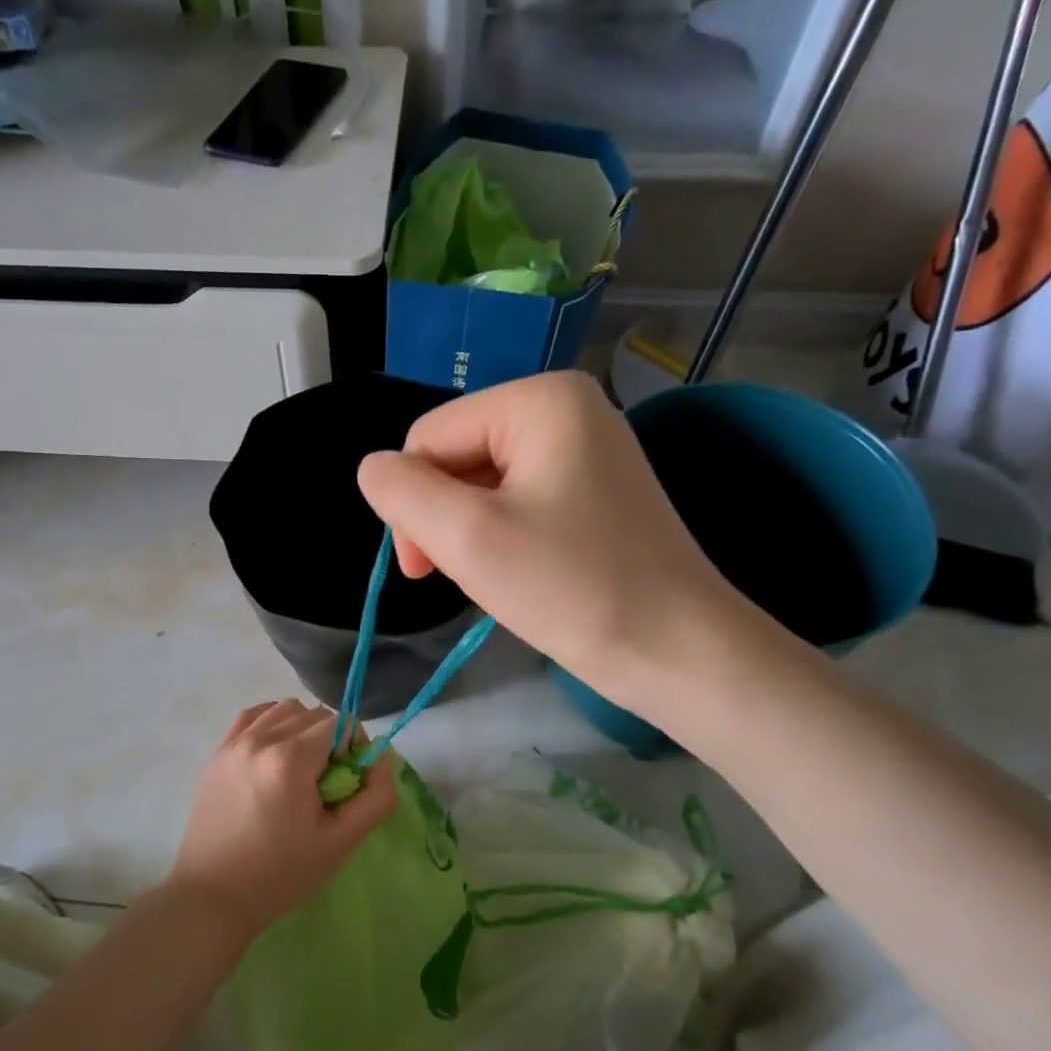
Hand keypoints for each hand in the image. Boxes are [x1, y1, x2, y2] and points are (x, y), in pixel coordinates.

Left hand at [169, 700, 396, 937]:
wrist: (213, 896)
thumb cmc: (281, 874)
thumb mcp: (341, 842)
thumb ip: (376, 797)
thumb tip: (383, 758)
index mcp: (291, 759)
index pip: (341, 723)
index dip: (355, 747)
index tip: (350, 780)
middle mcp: (261, 739)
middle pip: (314, 714)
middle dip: (331, 740)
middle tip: (327, 782)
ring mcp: (235, 743)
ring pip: (284, 710)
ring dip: (303, 729)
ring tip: (301, 769)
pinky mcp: (218, 753)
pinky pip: (253, 715)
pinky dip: (272, 723)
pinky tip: (276, 754)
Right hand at [357, 371, 750, 689]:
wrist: (677, 651)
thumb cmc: (571, 589)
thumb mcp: (468, 537)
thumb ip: (403, 493)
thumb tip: (373, 470)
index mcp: (540, 398)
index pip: (430, 436)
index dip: (412, 501)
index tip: (426, 569)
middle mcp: (567, 408)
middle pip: (458, 456)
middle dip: (444, 518)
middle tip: (458, 577)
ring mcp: (587, 449)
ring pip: (484, 484)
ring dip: (470, 533)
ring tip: (495, 579)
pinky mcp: (596, 491)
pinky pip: (520, 501)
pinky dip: (502, 538)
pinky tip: (519, 574)